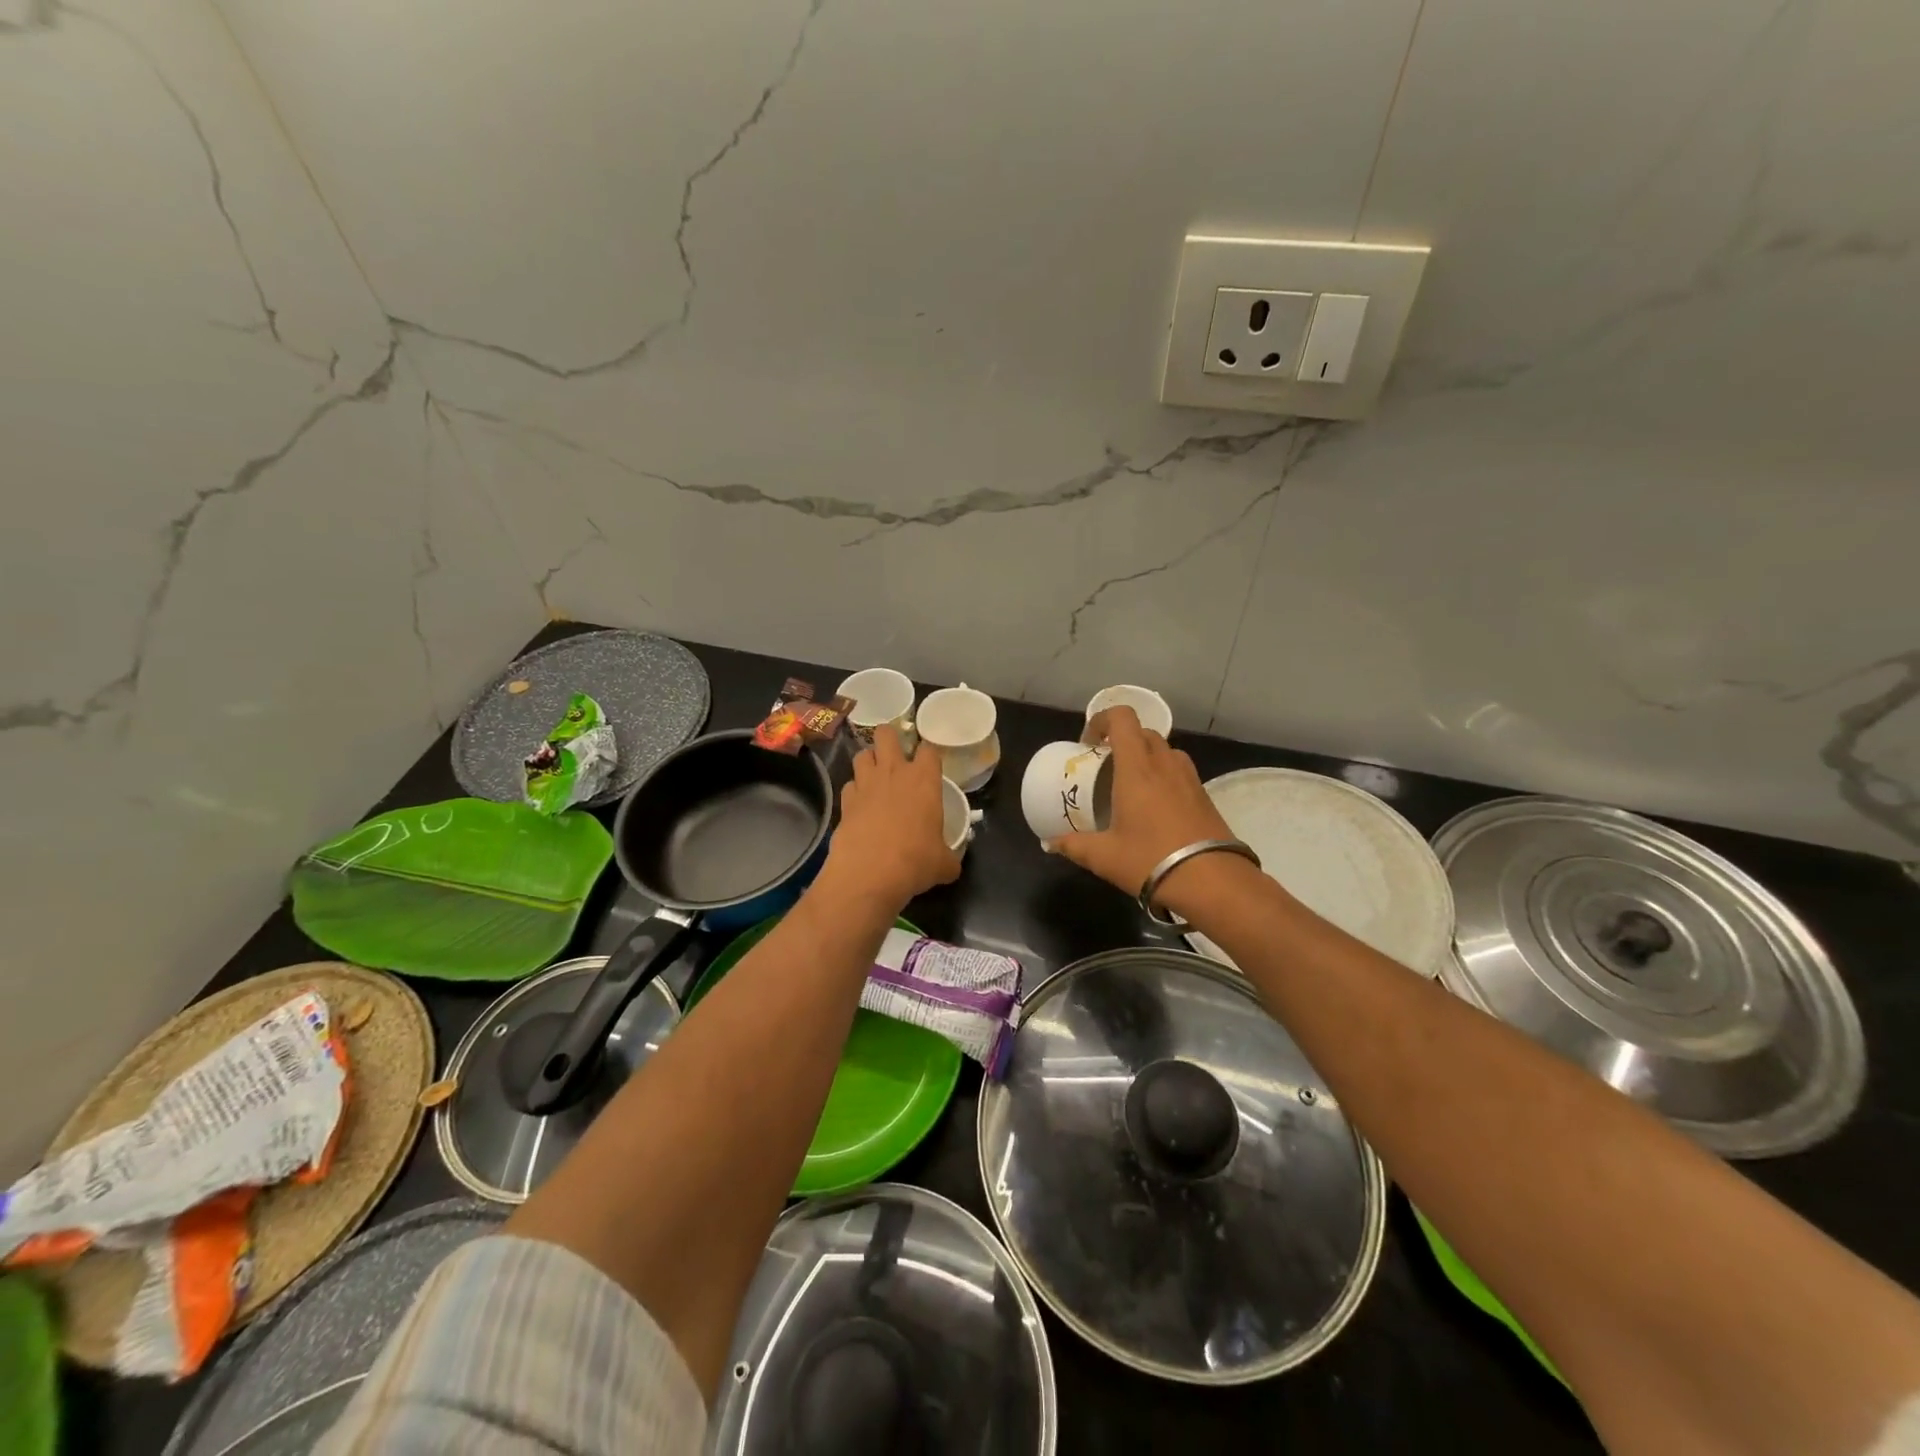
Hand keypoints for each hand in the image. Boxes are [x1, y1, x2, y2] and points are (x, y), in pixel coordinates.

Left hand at [819, 725, 960, 910]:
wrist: (869, 873)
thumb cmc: (915, 861)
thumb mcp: (943, 863)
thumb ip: (949, 857)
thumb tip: (952, 866)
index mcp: (923, 780)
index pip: (928, 749)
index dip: (928, 753)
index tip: (929, 763)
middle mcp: (893, 773)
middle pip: (886, 734)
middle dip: (889, 738)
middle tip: (895, 754)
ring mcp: (865, 784)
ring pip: (862, 754)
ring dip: (869, 761)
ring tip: (875, 776)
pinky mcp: (845, 801)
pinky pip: (849, 784)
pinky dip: (854, 790)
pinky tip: (860, 804)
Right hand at [1049, 706, 1237, 909]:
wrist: (1213, 882)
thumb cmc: (1150, 860)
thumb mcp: (1104, 856)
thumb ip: (1074, 845)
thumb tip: (1050, 844)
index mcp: (1137, 768)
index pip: (1122, 718)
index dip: (1102, 720)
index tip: (1088, 744)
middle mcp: (1165, 763)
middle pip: (1143, 732)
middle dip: (1121, 741)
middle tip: (1105, 767)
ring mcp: (1189, 778)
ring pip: (1164, 750)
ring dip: (1145, 757)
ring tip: (1130, 785)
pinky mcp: (1205, 795)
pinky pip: (1179, 771)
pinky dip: (1163, 776)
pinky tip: (1155, 808)